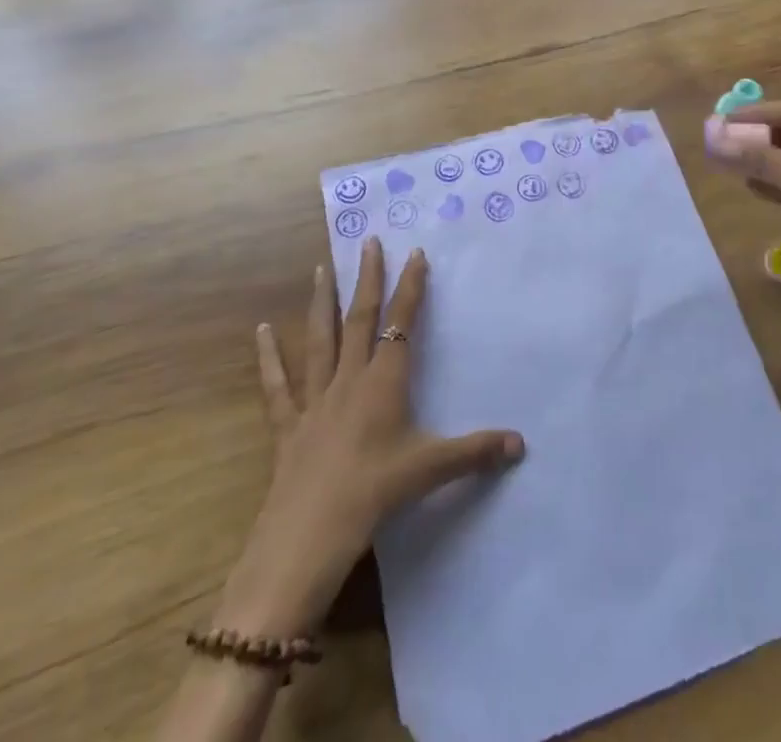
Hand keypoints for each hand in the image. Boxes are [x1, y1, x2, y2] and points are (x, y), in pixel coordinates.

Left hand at [214, 237, 524, 637]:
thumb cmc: (373, 495)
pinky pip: (277, 385)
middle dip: (368, 279)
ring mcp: (314, 399)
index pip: (401, 324)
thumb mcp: (430, 470)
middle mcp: (349, 379)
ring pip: (319, 340)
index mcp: (384, 383)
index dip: (410, 287)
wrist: (307, 538)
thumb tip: (521, 443)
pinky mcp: (287, 425)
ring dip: (321, 302)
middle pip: (360, 319)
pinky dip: (268, 357)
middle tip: (368, 242)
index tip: (415, 253)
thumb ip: (475, 453)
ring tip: (321, 268)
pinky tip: (260, 330)